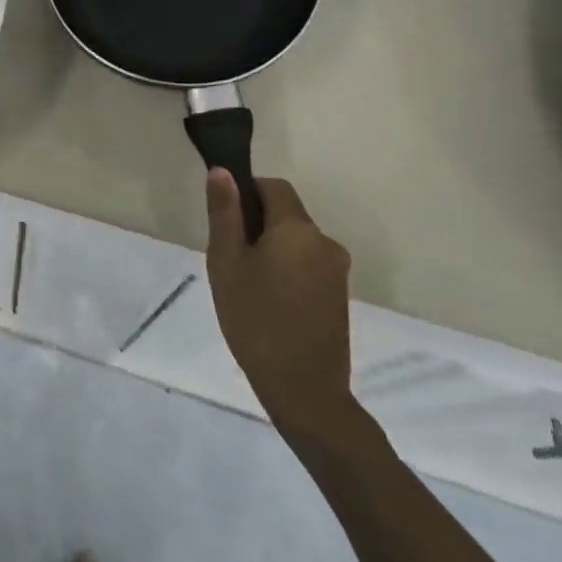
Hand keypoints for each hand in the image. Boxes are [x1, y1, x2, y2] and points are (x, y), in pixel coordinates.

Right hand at [205, 171, 353, 437]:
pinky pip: (307, 264)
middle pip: (286, 213)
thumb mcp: (226, 261)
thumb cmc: (256, 319)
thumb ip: (225, 213)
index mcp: (298, 228)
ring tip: (246, 284)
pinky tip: (268, 301)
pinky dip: (287, 269)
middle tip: (229, 258)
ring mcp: (336, 271)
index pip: (273, 187)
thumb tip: (223, 172)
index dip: (246, 192)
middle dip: (256, 224)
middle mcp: (325, 242)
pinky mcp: (339, 296)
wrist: (304, 390)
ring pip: (296, 241)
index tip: (225, 221)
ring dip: (272, 249)